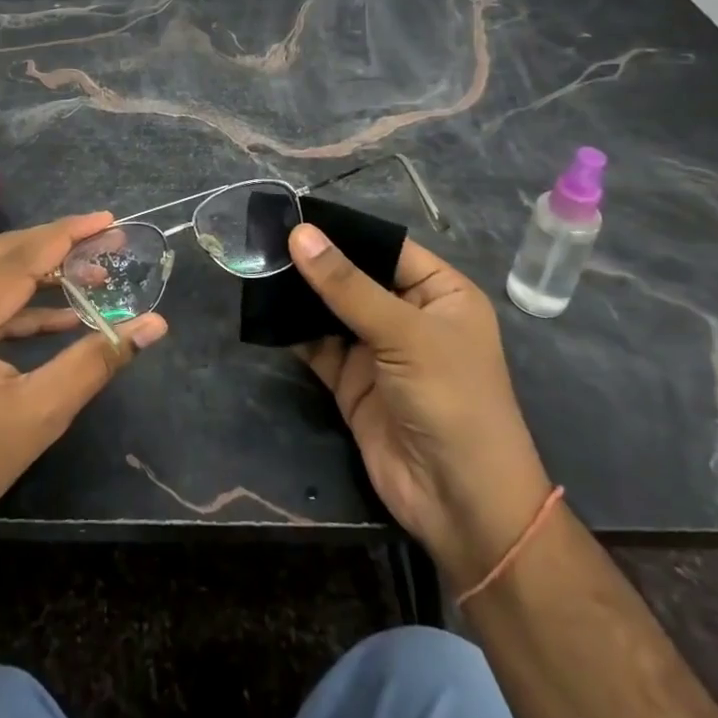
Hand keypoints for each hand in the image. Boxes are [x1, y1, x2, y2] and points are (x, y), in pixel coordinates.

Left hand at [0, 212, 167, 554]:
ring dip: (40, 270)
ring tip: (93, 271)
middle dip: (57, 245)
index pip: (18, 260)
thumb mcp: (40, 413)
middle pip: (2, 254)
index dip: (67, 236)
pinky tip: (61, 309)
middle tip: (107, 239)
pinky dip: (17, 299)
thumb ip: (97, 359)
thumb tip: (154, 324)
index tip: (109, 219)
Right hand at [289, 224, 551, 589]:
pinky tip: (263, 308)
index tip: (293, 212)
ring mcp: (378, 349)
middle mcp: (408, 314)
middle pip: (354, 276)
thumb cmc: (452, 401)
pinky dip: (292, 329)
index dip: (344, 230)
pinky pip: (317, 344)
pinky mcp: (351, 381)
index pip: (386, 246)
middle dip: (314, 261)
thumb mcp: (404, 334)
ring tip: (256, 263)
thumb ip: (347, 285)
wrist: (461, 505)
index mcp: (440, 293)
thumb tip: (300, 234)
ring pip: (331, 309)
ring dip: (299, 293)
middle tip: (263, 236)